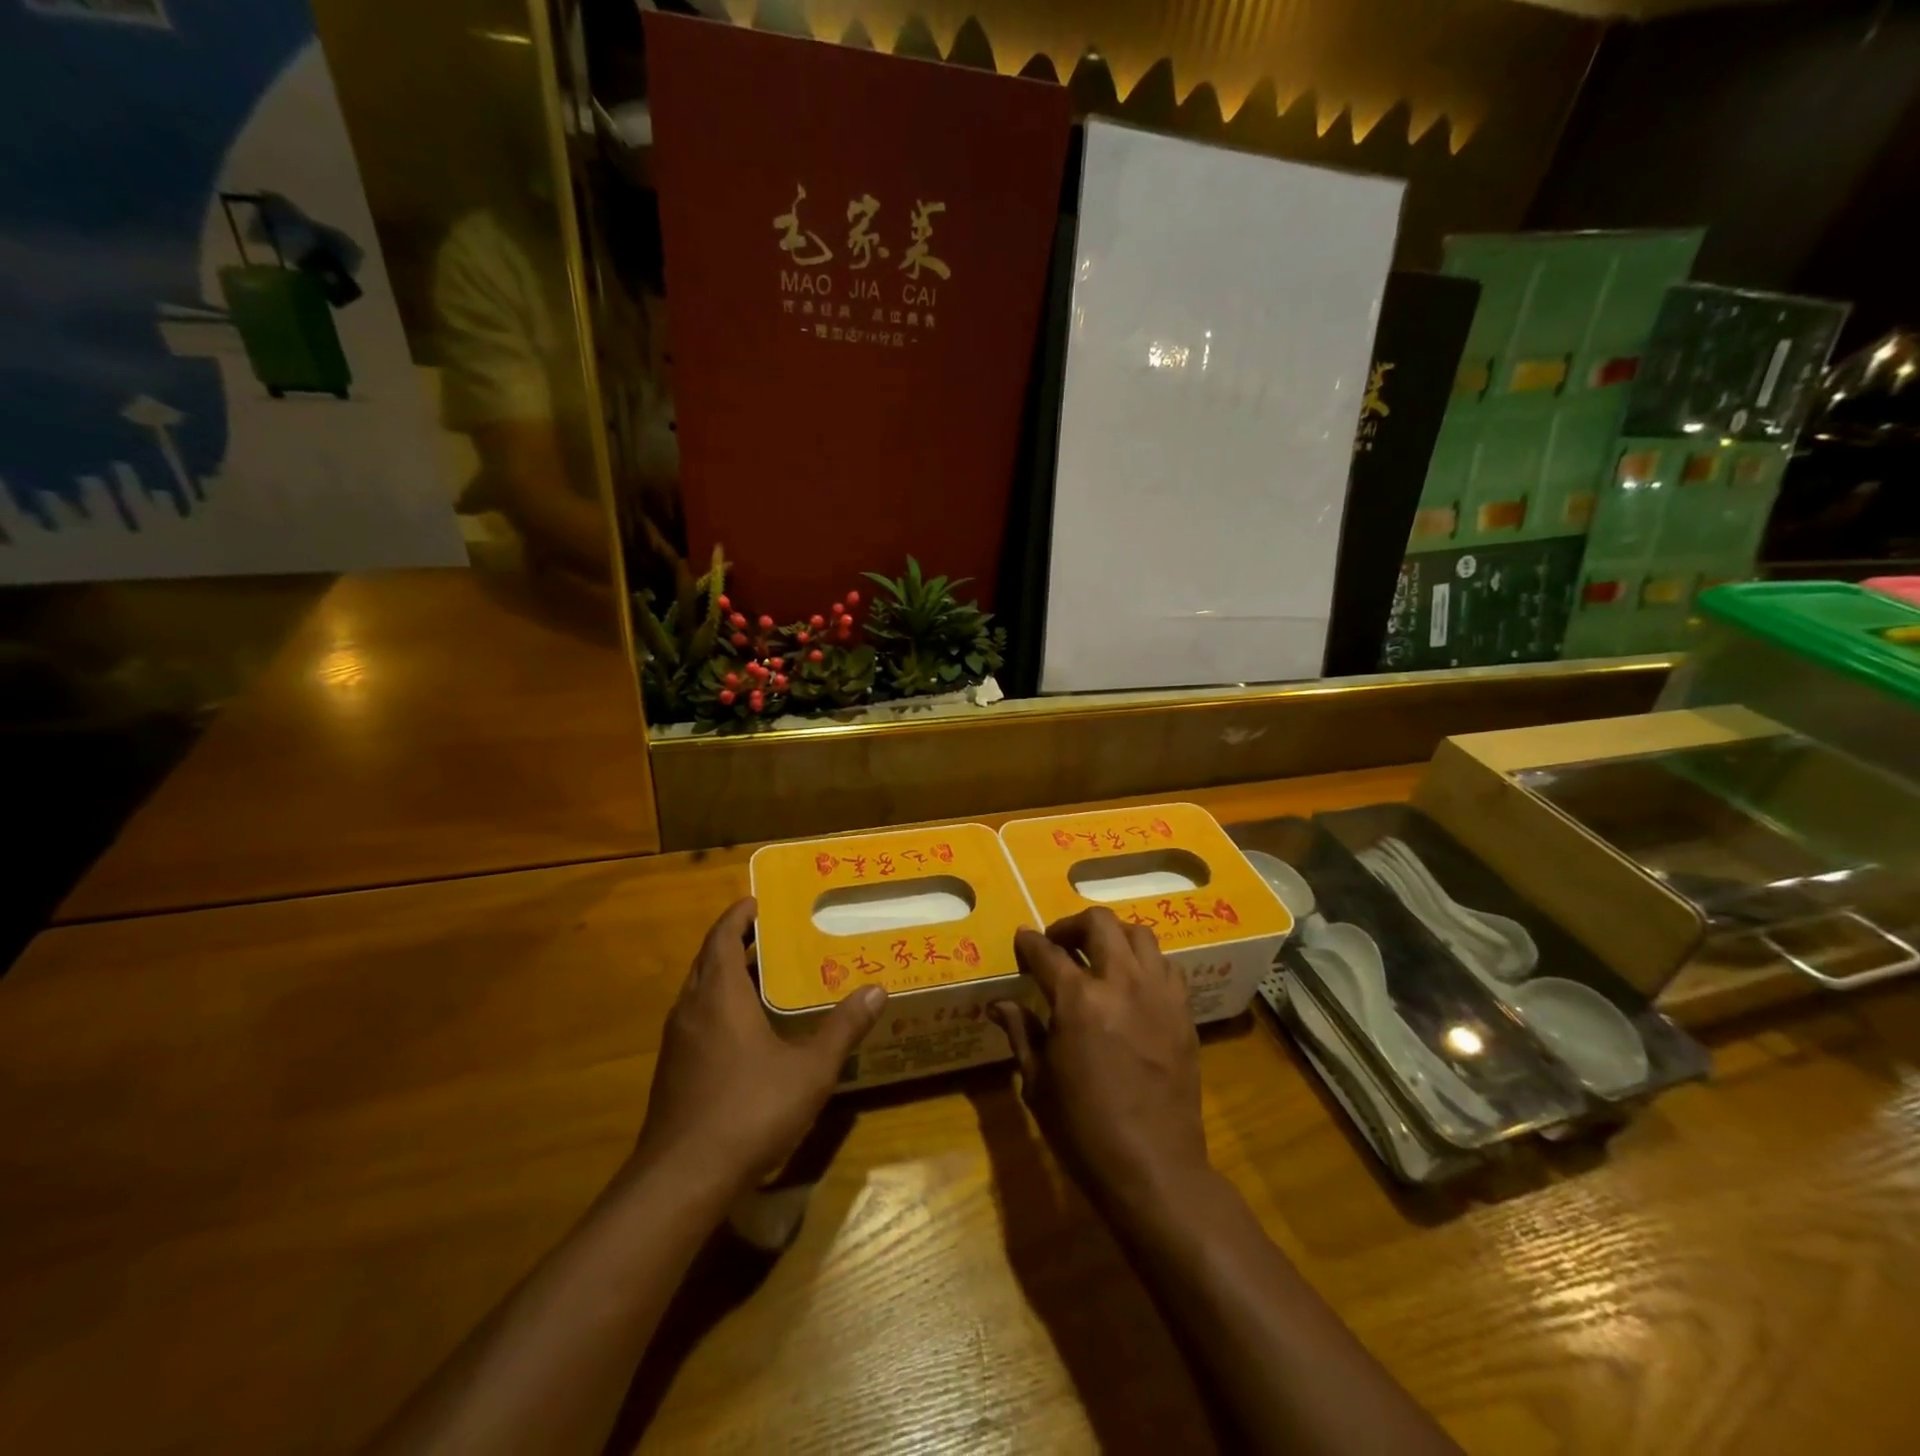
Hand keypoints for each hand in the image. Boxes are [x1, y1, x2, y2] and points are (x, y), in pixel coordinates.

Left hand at [632, 898, 885, 1196]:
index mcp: (719, 994)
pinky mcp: (672, 1071)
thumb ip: (843, 1028)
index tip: (757, 902)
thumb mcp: (809, 1069)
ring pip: (700, 992)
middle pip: (708, 960)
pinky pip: (696, 1020)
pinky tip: (747, 1032)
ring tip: (765, 977)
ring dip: (726, 977)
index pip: (722, 937)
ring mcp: (677, 1042)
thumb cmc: (749, 1109)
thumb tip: (876, 991)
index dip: (738, 916)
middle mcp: (691, 1008)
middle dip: (735, 943)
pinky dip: (719, 1008)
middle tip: (772, 936)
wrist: (683, 1178)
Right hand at [989, 908, 1209, 1213]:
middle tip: (1059, 944)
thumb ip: (1021, 1032)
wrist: (1154, 1168)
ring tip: (1099, 956)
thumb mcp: (1037, 1083)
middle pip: (1098, 924)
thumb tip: (999, 1004)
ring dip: (1113, 937)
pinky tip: (1133, 984)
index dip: (1028, 942)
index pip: (1046, 952)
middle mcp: (1121, 983)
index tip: (1022, 940)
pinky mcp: (1183, 1012)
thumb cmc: (1084, 1130)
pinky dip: (1145, 962)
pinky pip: (1167, 965)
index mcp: (1078, 1000)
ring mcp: (1159, 994)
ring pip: (1139, 934)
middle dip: (1071, 925)